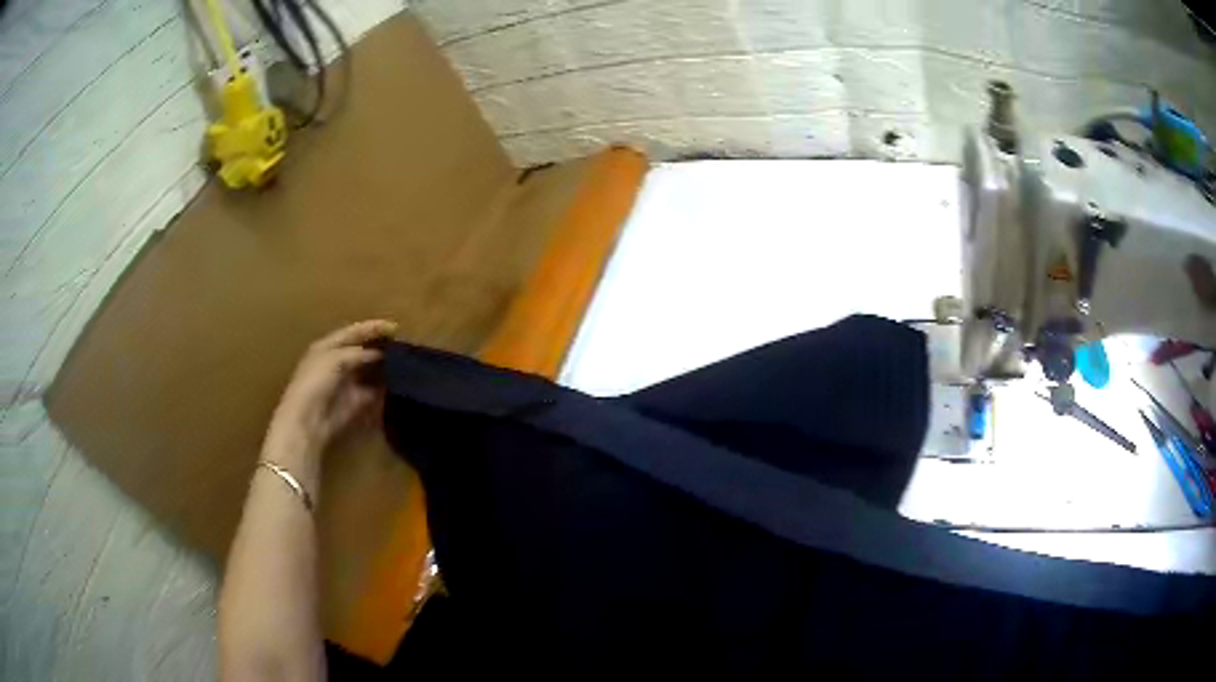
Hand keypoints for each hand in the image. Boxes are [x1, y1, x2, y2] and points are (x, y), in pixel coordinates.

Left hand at [266, 320, 397, 461]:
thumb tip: (379, 354)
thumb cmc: (316, 382)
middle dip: (380, 346)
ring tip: (405, 361)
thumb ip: (358, 353)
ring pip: (368, 370)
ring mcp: (346, 383)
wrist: (308, 421)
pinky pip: (373, 391)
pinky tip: (399, 383)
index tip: (395, 327)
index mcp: (327, 347)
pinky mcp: (354, 402)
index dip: (372, 327)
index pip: (352, 332)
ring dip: (383, 366)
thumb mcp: (335, 359)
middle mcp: (336, 362)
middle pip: (362, 350)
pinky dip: (384, 388)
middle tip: (402, 343)